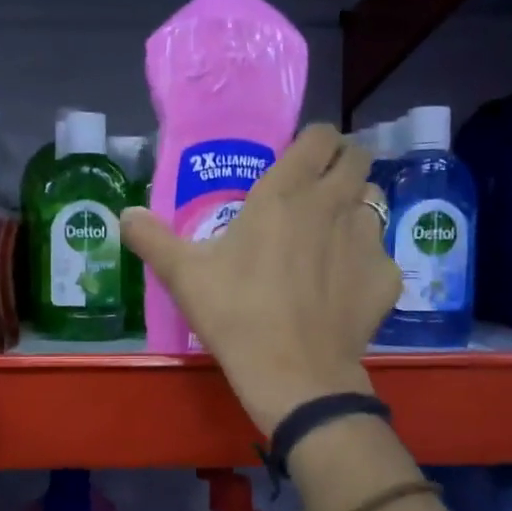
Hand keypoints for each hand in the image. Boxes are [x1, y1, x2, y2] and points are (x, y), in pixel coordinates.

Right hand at [121, 124, 398, 433]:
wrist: (293, 374)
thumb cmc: (235, 313)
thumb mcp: (183, 274)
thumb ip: (151, 237)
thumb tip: (124, 214)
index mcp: (286, 192)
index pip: (319, 137)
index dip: (313, 141)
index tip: (299, 158)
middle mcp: (334, 203)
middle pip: (357, 158)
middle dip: (342, 165)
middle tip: (317, 190)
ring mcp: (367, 239)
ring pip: (373, 203)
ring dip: (355, 209)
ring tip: (331, 236)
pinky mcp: (387, 277)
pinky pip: (380, 254)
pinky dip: (365, 262)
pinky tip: (343, 287)